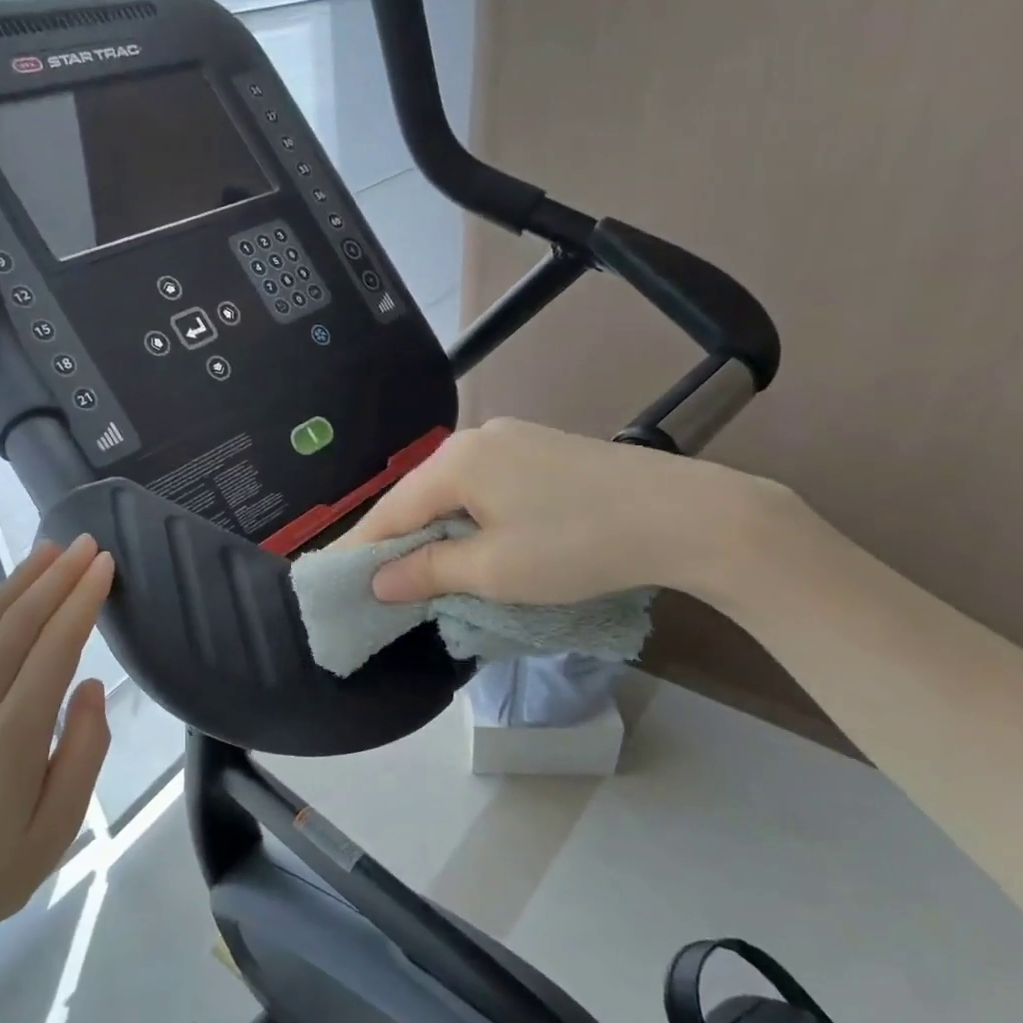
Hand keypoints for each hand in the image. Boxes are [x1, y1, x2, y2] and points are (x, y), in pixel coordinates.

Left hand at [0, 536, 114, 1002]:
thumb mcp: (58, 829)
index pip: (54, 649)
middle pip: (17, 625)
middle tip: (85, 544)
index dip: (82, 602)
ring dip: (14, 583)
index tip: (105, 566)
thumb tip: (90, 685)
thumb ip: (82, 751)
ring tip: (46, 552)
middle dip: (56, 579)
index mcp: (12, 739)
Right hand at [340, 417, 786, 605]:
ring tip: (426, 571)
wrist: (686, 516)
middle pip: (418, 496)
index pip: (388, 511)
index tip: (336, 582)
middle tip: (381, 585)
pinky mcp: (542, 448)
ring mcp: (512, 438)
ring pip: (453, 491)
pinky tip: (476, 542)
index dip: (361, 550)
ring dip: (437, 530)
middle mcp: (475, 438)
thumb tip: (379, 581)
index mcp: (454, 461)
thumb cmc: (577, 546)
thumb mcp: (494, 571)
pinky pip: (485, 485)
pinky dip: (470, 516)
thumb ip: (428, 572)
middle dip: (400, 541)